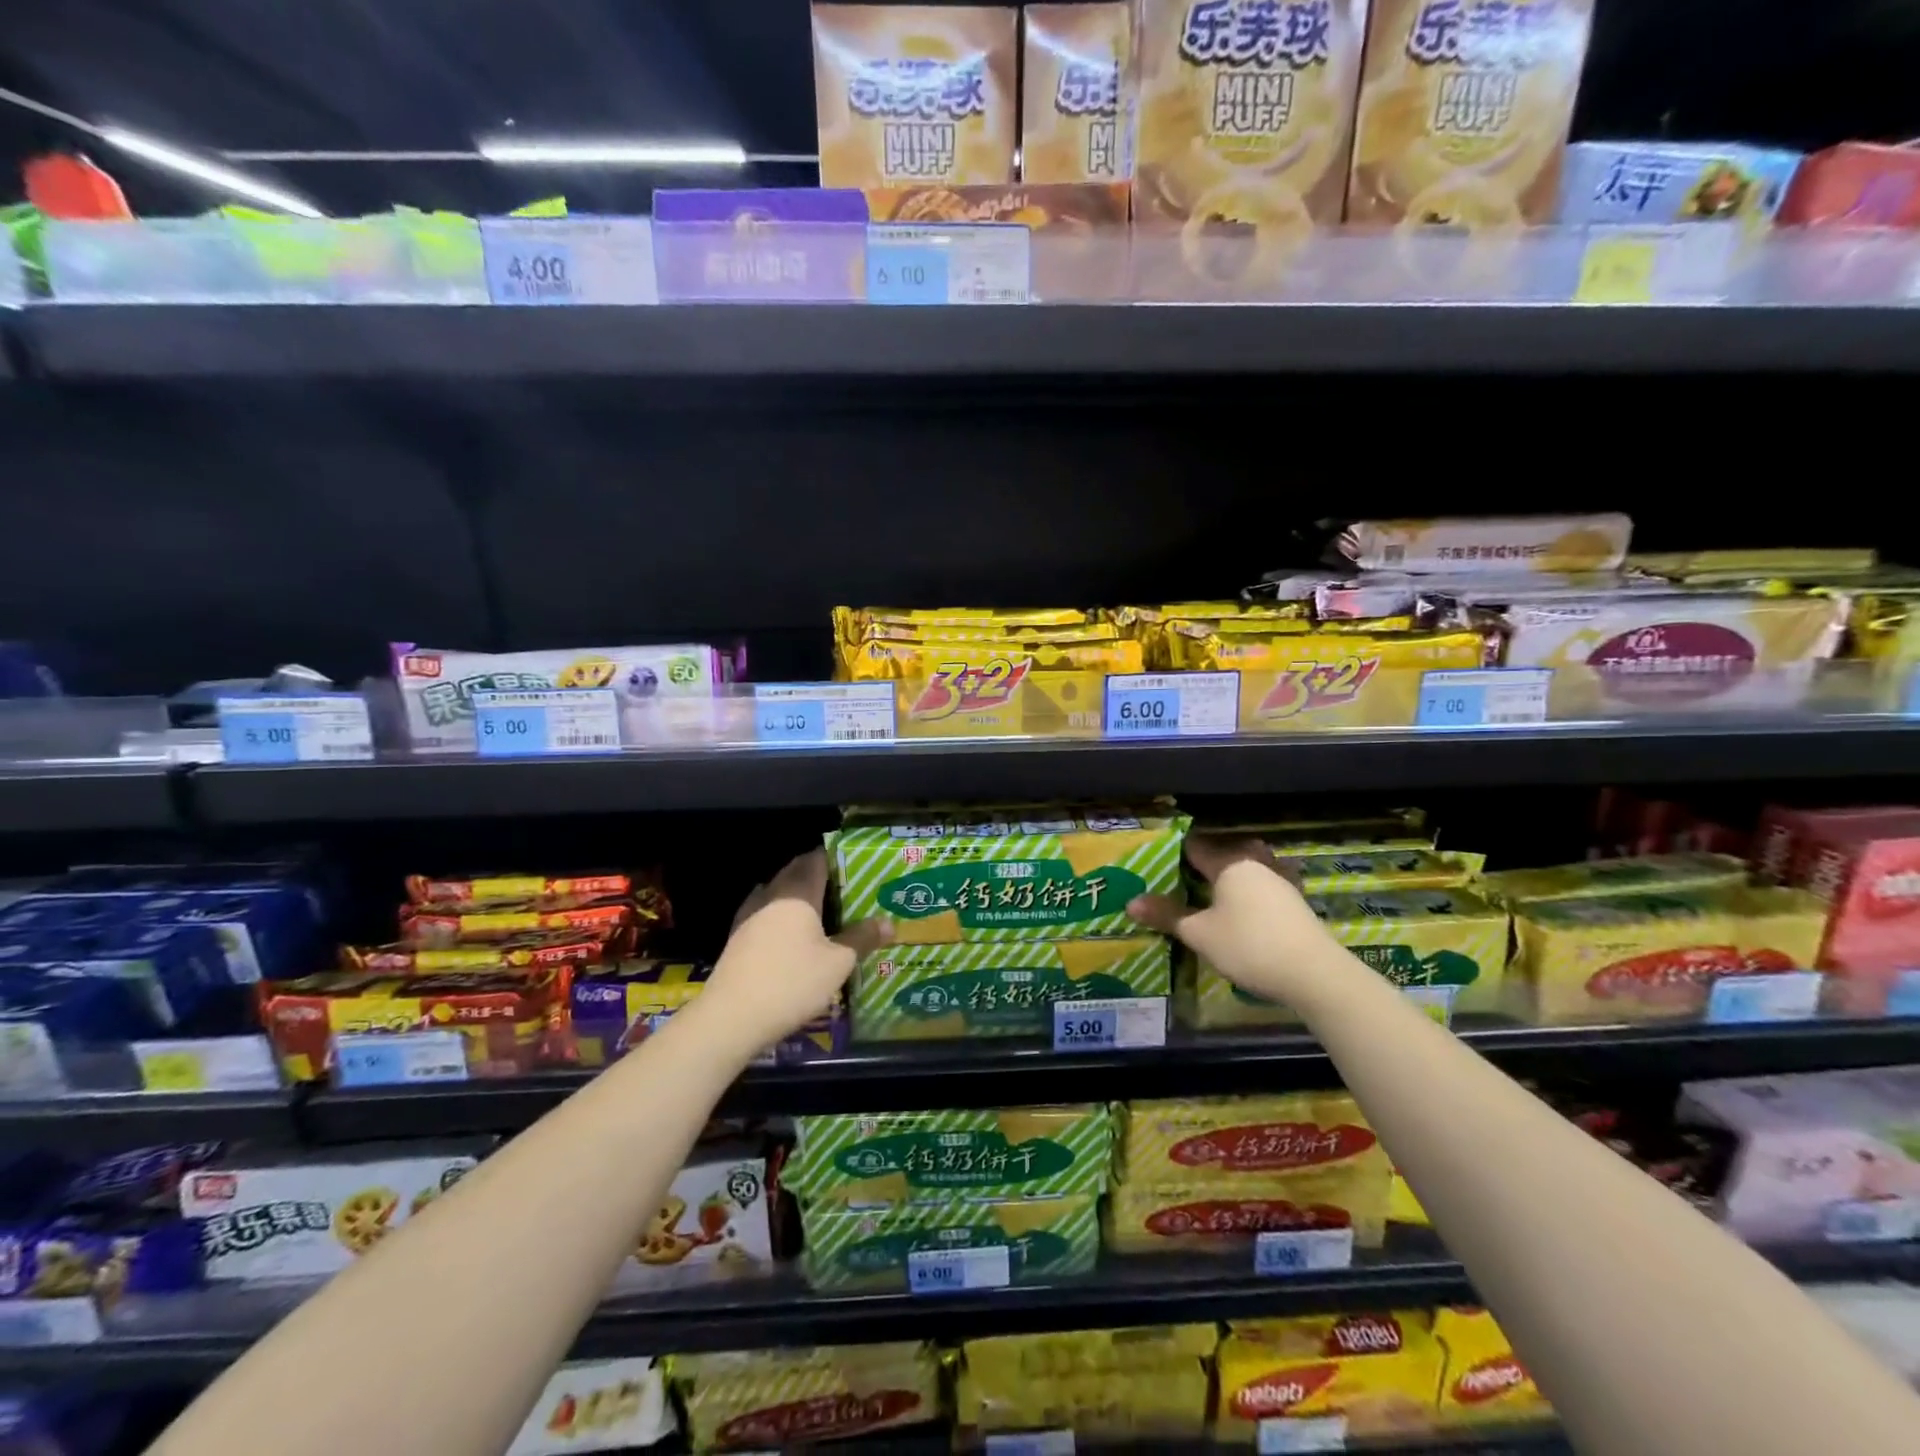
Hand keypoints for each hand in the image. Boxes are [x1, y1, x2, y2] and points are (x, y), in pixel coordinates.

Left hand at [704, 849, 888, 1049]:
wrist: (731, 1017)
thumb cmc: (792, 982)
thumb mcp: (838, 963)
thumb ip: (862, 939)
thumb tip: (889, 923)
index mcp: (798, 894)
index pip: (815, 861)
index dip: (832, 856)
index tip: (850, 860)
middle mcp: (771, 897)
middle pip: (793, 873)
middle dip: (814, 873)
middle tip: (840, 883)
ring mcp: (749, 917)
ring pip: (775, 892)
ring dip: (793, 893)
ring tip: (816, 906)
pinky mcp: (737, 939)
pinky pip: (763, 913)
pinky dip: (778, 914)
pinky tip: (786, 931)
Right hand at [1126, 834, 1332, 1005]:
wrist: (1315, 973)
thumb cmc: (1249, 945)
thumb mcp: (1200, 934)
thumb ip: (1167, 915)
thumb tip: (1131, 902)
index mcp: (1229, 863)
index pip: (1196, 848)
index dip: (1176, 853)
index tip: (1159, 860)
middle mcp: (1256, 864)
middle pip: (1227, 853)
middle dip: (1208, 861)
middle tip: (1186, 877)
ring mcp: (1281, 882)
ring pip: (1250, 869)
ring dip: (1234, 877)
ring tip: (1215, 893)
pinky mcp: (1296, 903)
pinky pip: (1266, 888)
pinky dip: (1253, 893)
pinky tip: (1247, 910)